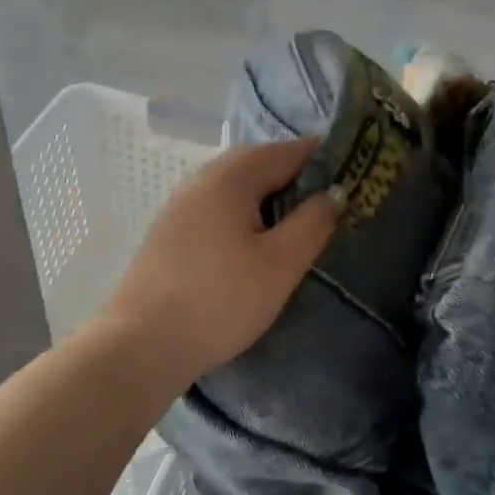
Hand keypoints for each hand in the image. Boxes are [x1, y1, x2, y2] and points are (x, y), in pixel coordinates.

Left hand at [98, 137, 342, 387]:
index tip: (352, 173)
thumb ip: (312, 222)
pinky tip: (251, 240)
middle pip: (256, 162)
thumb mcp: (280, 264)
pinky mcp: (169, 231)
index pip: (286, 151)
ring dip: (266, 193)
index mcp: (231, 178)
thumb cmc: (220, 300)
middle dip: (293, 173)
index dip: (322, 158)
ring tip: (293, 221)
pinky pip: (215, 205)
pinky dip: (241, 210)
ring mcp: (179, 204)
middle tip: (325, 200)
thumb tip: (335, 192)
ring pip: (233, 184)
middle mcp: (201, 179)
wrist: (142, 344)